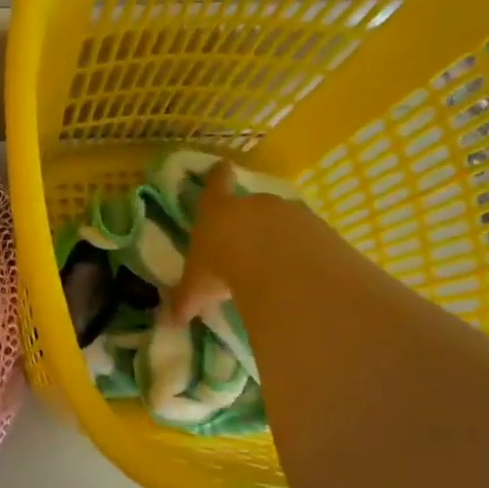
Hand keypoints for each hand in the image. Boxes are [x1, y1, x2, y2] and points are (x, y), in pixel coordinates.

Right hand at [169, 161, 295, 324]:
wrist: (280, 267)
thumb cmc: (223, 267)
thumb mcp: (197, 288)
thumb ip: (186, 300)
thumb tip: (170, 321)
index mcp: (217, 210)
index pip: (215, 185)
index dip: (217, 177)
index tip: (223, 166)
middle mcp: (254, 203)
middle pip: (251, 204)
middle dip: (249, 220)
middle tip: (246, 243)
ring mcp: (289, 212)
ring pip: (282, 221)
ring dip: (278, 238)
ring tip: (275, 265)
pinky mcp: (319, 228)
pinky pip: (307, 238)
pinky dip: (303, 251)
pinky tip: (299, 274)